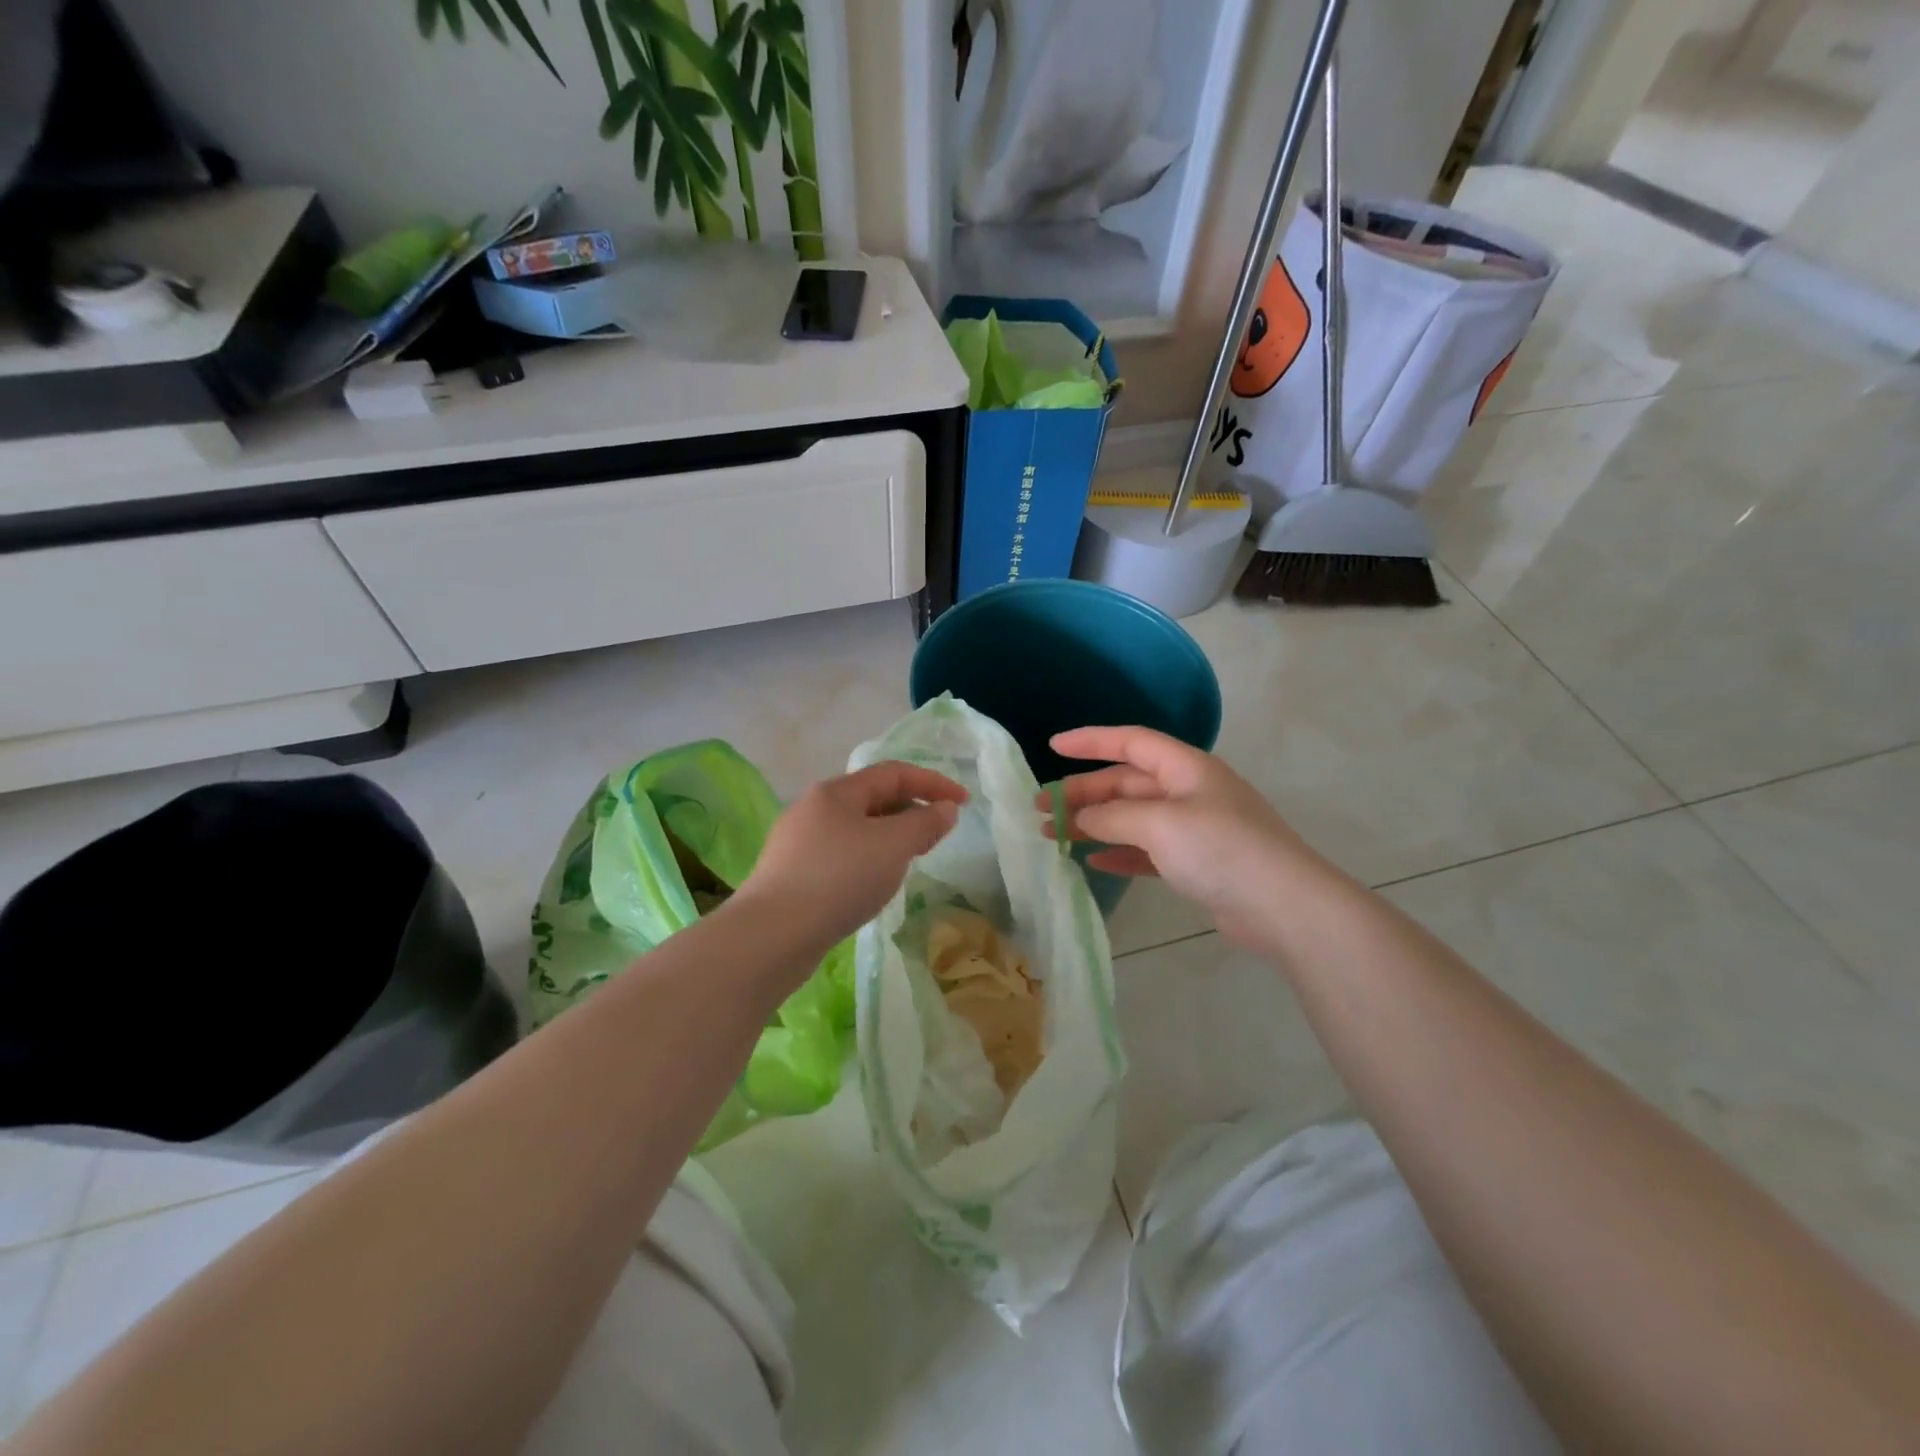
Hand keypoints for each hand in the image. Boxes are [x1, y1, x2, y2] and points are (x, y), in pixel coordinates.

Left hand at [735, 762, 967, 953]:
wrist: (772, 935)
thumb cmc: (839, 878)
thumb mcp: (892, 846)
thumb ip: (924, 823)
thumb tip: (945, 809)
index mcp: (836, 792)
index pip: (894, 773)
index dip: (933, 783)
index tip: (964, 803)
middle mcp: (814, 808)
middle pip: (873, 798)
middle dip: (911, 810)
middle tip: (939, 834)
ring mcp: (799, 842)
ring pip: (857, 829)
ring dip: (890, 836)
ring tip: (911, 859)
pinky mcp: (792, 875)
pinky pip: (842, 855)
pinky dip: (869, 859)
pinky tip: (874, 884)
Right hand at [1045, 726, 1332, 945]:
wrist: (1284, 907)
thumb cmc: (1221, 849)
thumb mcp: (1160, 823)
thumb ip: (1114, 816)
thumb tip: (1083, 819)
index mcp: (1186, 767)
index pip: (1131, 741)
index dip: (1090, 741)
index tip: (1053, 747)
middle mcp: (1189, 791)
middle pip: (1126, 782)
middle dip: (1083, 793)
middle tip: (1041, 809)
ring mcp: (1195, 828)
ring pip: (1133, 817)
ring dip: (1095, 824)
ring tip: (1054, 835)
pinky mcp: (1197, 863)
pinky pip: (1147, 849)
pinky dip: (1120, 851)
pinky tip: (1093, 860)